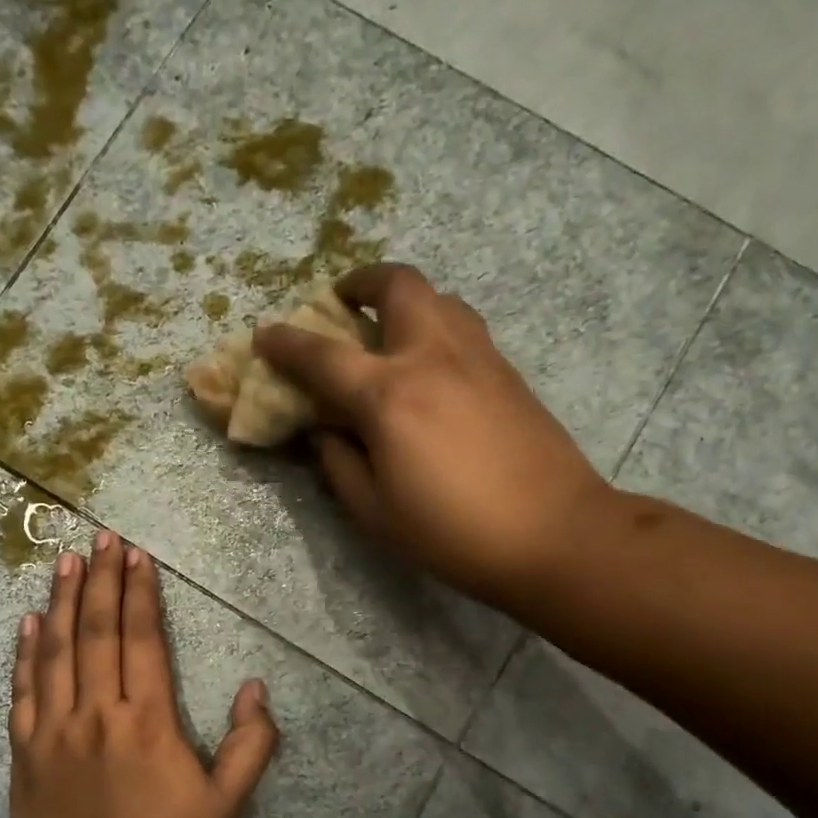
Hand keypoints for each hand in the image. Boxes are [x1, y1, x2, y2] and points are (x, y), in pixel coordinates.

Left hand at [8, 532, 278, 817]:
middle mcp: (97, 712)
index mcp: (148, 720)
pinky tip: (27, 622)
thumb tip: (256, 689)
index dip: (139, 593)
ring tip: (64, 562)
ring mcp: (54, 730)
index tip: (135, 556)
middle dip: (100, 581)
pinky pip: (22, 691)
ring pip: (55, 651)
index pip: (141, 639)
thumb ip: (251, 745)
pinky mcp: (24, 752)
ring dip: (60, 602)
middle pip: (96, 632)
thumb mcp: (227, 806)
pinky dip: (24, 653)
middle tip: (100, 539)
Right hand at [256, 263, 614, 611]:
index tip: (264, 335)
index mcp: (389, 396)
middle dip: (360, 282)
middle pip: (396, 285)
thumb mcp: (375, 512)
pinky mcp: (507, 371)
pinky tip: (428, 365)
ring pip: (438, 296)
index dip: (286, 343)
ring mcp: (477, 357)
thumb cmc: (452, 532)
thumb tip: (325, 430)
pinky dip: (434, 325)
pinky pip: (462, 325)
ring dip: (402, 300)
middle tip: (342, 302)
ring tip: (386, 331)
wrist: (553, 534)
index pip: (323, 355)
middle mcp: (432, 357)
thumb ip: (339, 463)